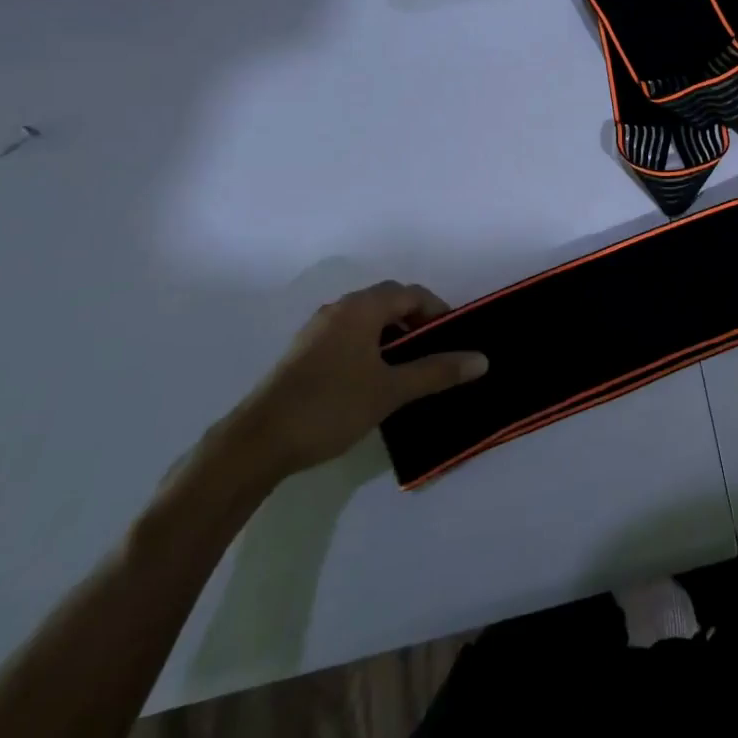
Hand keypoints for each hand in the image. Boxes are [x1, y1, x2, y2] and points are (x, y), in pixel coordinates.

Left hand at [236, 282, 487, 478]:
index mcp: (361, 308)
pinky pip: (348, 336)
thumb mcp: (391, 391)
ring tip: (406, 369)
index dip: (437, 312)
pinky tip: (372, 380)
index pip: (411, 293)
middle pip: (388, 301)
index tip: (452, 340)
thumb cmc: (330, 406)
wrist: (255, 444)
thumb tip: (482, 360)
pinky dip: (370, 347)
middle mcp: (338, 309)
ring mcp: (316, 331)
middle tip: (433, 353)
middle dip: (416, 321)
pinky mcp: (302, 354)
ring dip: (392, 335)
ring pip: (366, 320)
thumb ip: (437, 372)